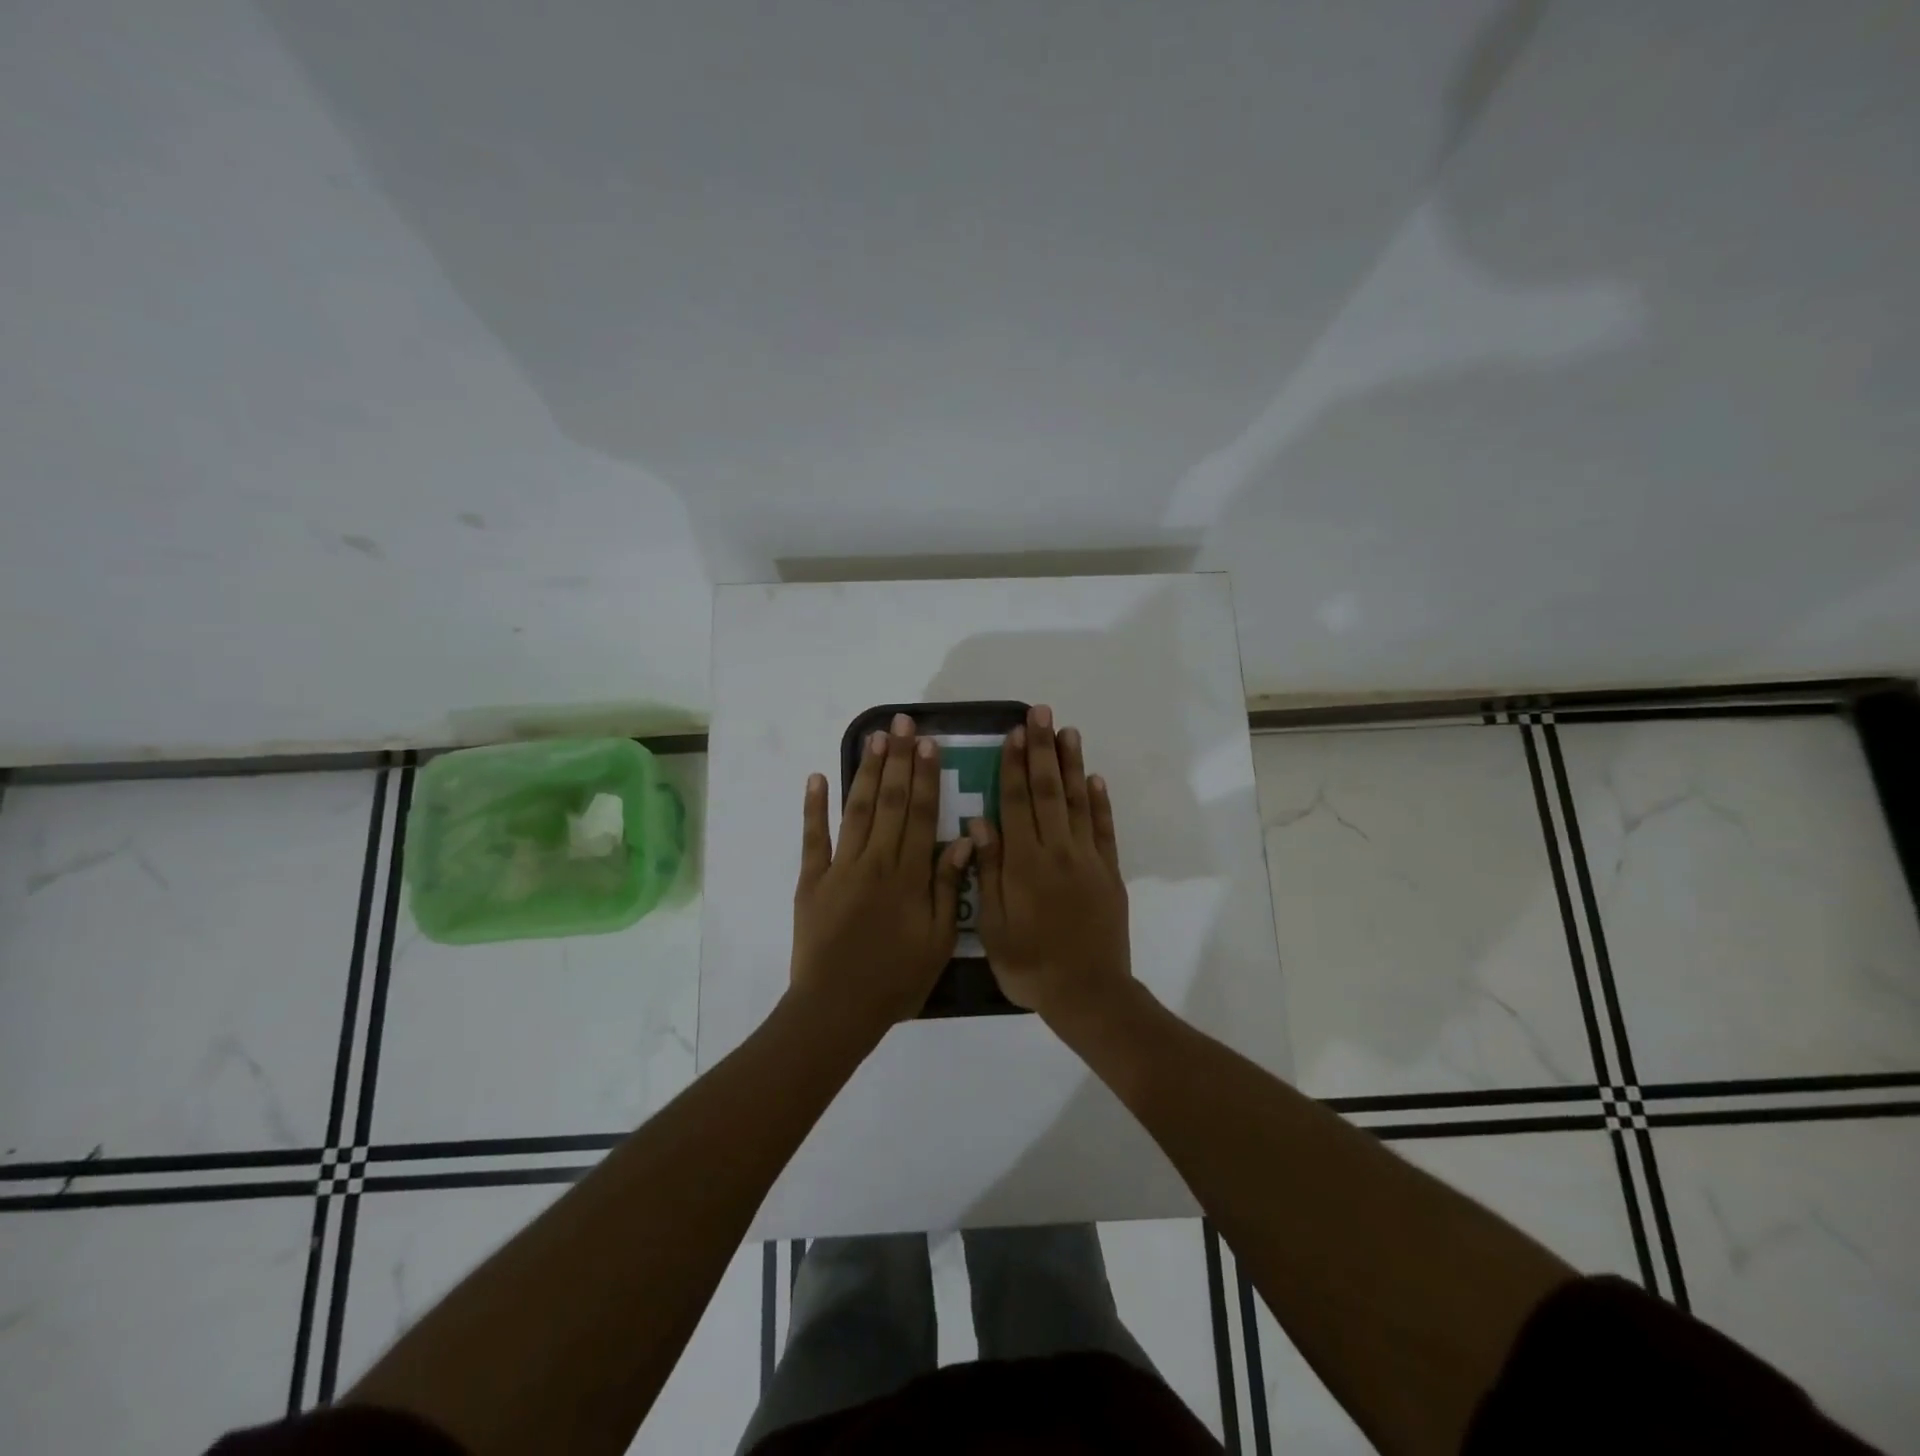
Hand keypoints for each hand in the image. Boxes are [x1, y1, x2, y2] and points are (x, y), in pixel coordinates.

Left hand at [791, 713, 974, 1034]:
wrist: (837, 1008)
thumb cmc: (896, 979)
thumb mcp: (938, 940)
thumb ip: (949, 886)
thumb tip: (962, 837)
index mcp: (909, 875)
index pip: (922, 814)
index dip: (926, 776)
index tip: (929, 743)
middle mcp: (876, 860)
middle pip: (891, 801)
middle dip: (898, 759)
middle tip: (903, 722)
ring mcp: (839, 867)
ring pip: (857, 810)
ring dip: (867, 771)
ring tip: (875, 737)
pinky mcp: (811, 880)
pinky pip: (813, 837)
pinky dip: (814, 807)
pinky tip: (818, 777)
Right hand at [969, 705, 1132, 1025]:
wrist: (1088, 993)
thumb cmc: (1030, 964)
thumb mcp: (994, 926)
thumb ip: (988, 871)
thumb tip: (978, 823)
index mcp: (1024, 863)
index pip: (1016, 802)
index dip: (1013, 766)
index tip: (1013, 733)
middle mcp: (1057, 851)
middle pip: (1048, 791)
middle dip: (1042, 749)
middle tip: (1041, 713)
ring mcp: (1087, 859)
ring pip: (1078, 802)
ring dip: (1072, 764)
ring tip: (1067, 731)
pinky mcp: (1109, 872)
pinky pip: (1104, 829)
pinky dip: (1100, 802)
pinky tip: (1095, 778)